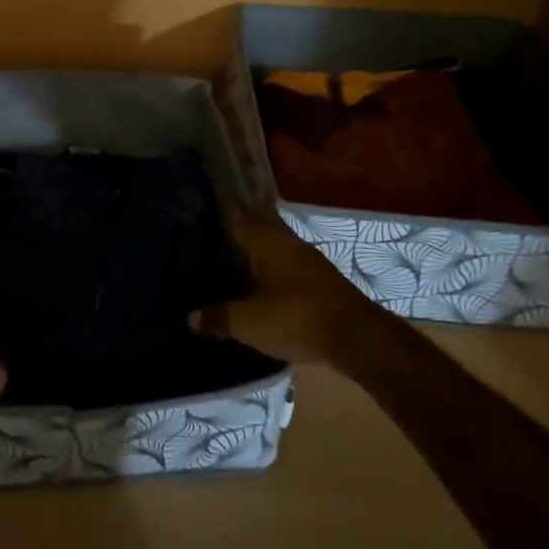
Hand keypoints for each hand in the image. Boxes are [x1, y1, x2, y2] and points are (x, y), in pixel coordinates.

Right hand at [189, 211, 368, 362]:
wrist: (356, 338)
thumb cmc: (294, 318)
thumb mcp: (247, 323)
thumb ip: (218, 317)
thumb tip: (192, 318)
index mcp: (266, 242)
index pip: (237, 217)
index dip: (221, 213)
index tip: (202, 211)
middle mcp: (287, 242)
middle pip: (259, 229)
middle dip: (240, 233)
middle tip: (214, 239)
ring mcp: (309, 261)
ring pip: (276, 249)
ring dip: (259, 255)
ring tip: (235, 265)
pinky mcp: (323, 282)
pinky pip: (289, 268)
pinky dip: (274, 273)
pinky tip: (264, 288)